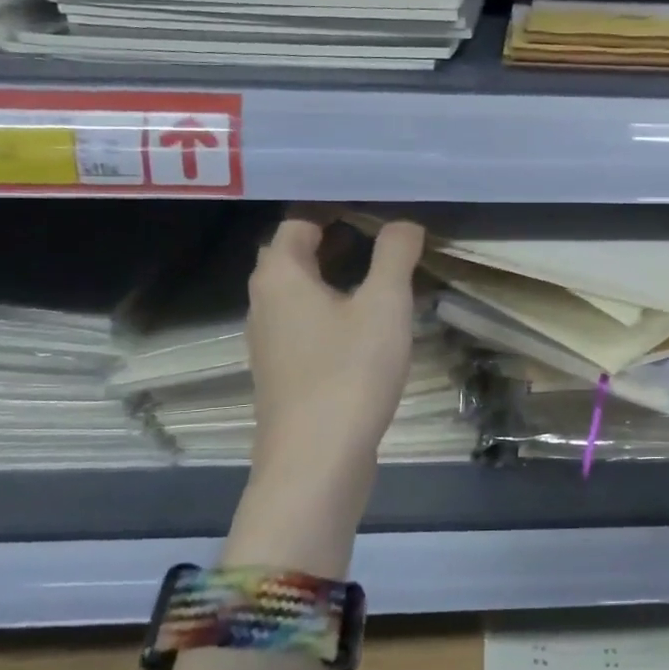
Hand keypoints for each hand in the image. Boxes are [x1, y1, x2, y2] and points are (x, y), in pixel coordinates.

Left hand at [246, 207, 425, 468]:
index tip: (376, 208)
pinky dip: (334, 311)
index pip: (299, 222)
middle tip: (383, 235)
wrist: (317, 461)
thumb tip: (404, 224)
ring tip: (382, 275)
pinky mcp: (286, 373)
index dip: (335, 209)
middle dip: (336, 240)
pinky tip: (369, 326)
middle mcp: (264, 303)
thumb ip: (395, 255)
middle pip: (295, 256)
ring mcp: (270, 342)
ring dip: (336, 277)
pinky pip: (307, 324)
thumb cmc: (349, 372)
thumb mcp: (384, 304)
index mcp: (280, 276)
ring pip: (301, 293)